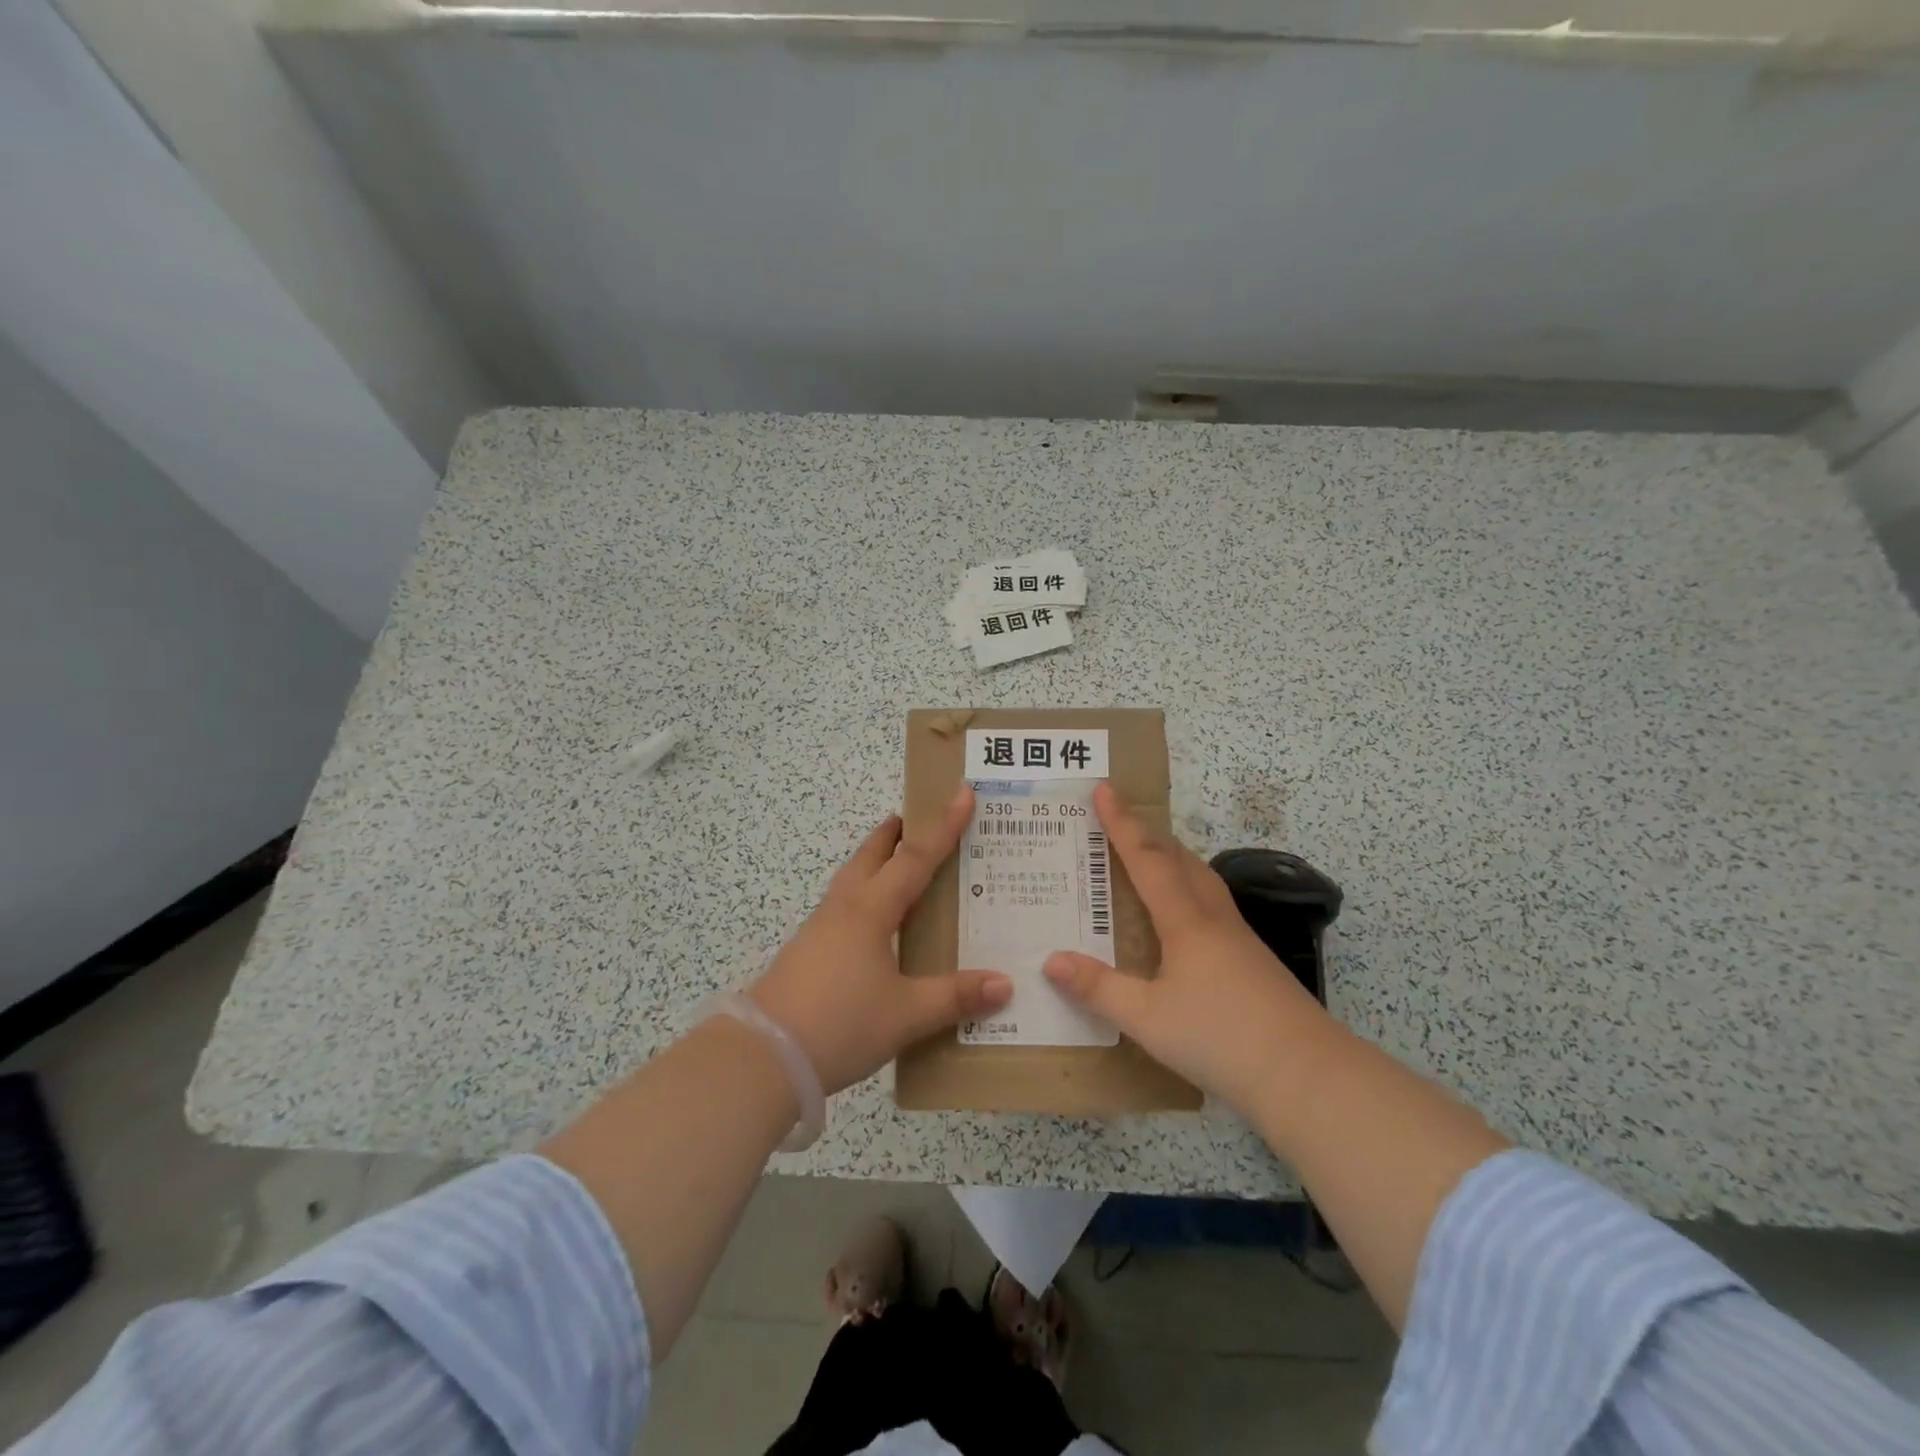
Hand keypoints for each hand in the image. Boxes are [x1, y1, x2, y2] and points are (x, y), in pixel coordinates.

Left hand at [751, 786, 1011, 1094]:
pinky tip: (872, 924)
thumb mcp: (906, 1014)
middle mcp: (844, 909)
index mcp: (871, 910)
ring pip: (852, 881)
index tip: (961, 794)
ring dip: (874, 863)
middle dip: (894, 834)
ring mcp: (820, 930)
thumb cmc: (840, 1022)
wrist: (762, 1056)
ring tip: (895, 864)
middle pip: (870, 856)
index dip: (943, 827)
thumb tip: (1005, 983)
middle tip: (914, 819)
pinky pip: (843, 908)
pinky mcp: (807, 953)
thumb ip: (955, 997)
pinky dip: (864, 896)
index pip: (916, 858)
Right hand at [1043, 782, 1332, 1113]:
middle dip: (1148, 834)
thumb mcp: (1148, 1018)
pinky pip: (1212, 906)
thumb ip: (1099, 988)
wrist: (1307, 1075)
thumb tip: (1051, 960)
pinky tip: (1184, 919)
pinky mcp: (1253, 962)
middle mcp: (1214, 919)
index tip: (1104, 789)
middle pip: (1180, 860)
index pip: (1146, 859)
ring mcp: (1240, 939)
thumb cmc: (1220, 1038)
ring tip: (1151, 858)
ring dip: (1173, 858)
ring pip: (1202, 880)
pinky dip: (1189, 890)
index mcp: (1185, 922)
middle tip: (1121, 819)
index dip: (1122, 823)